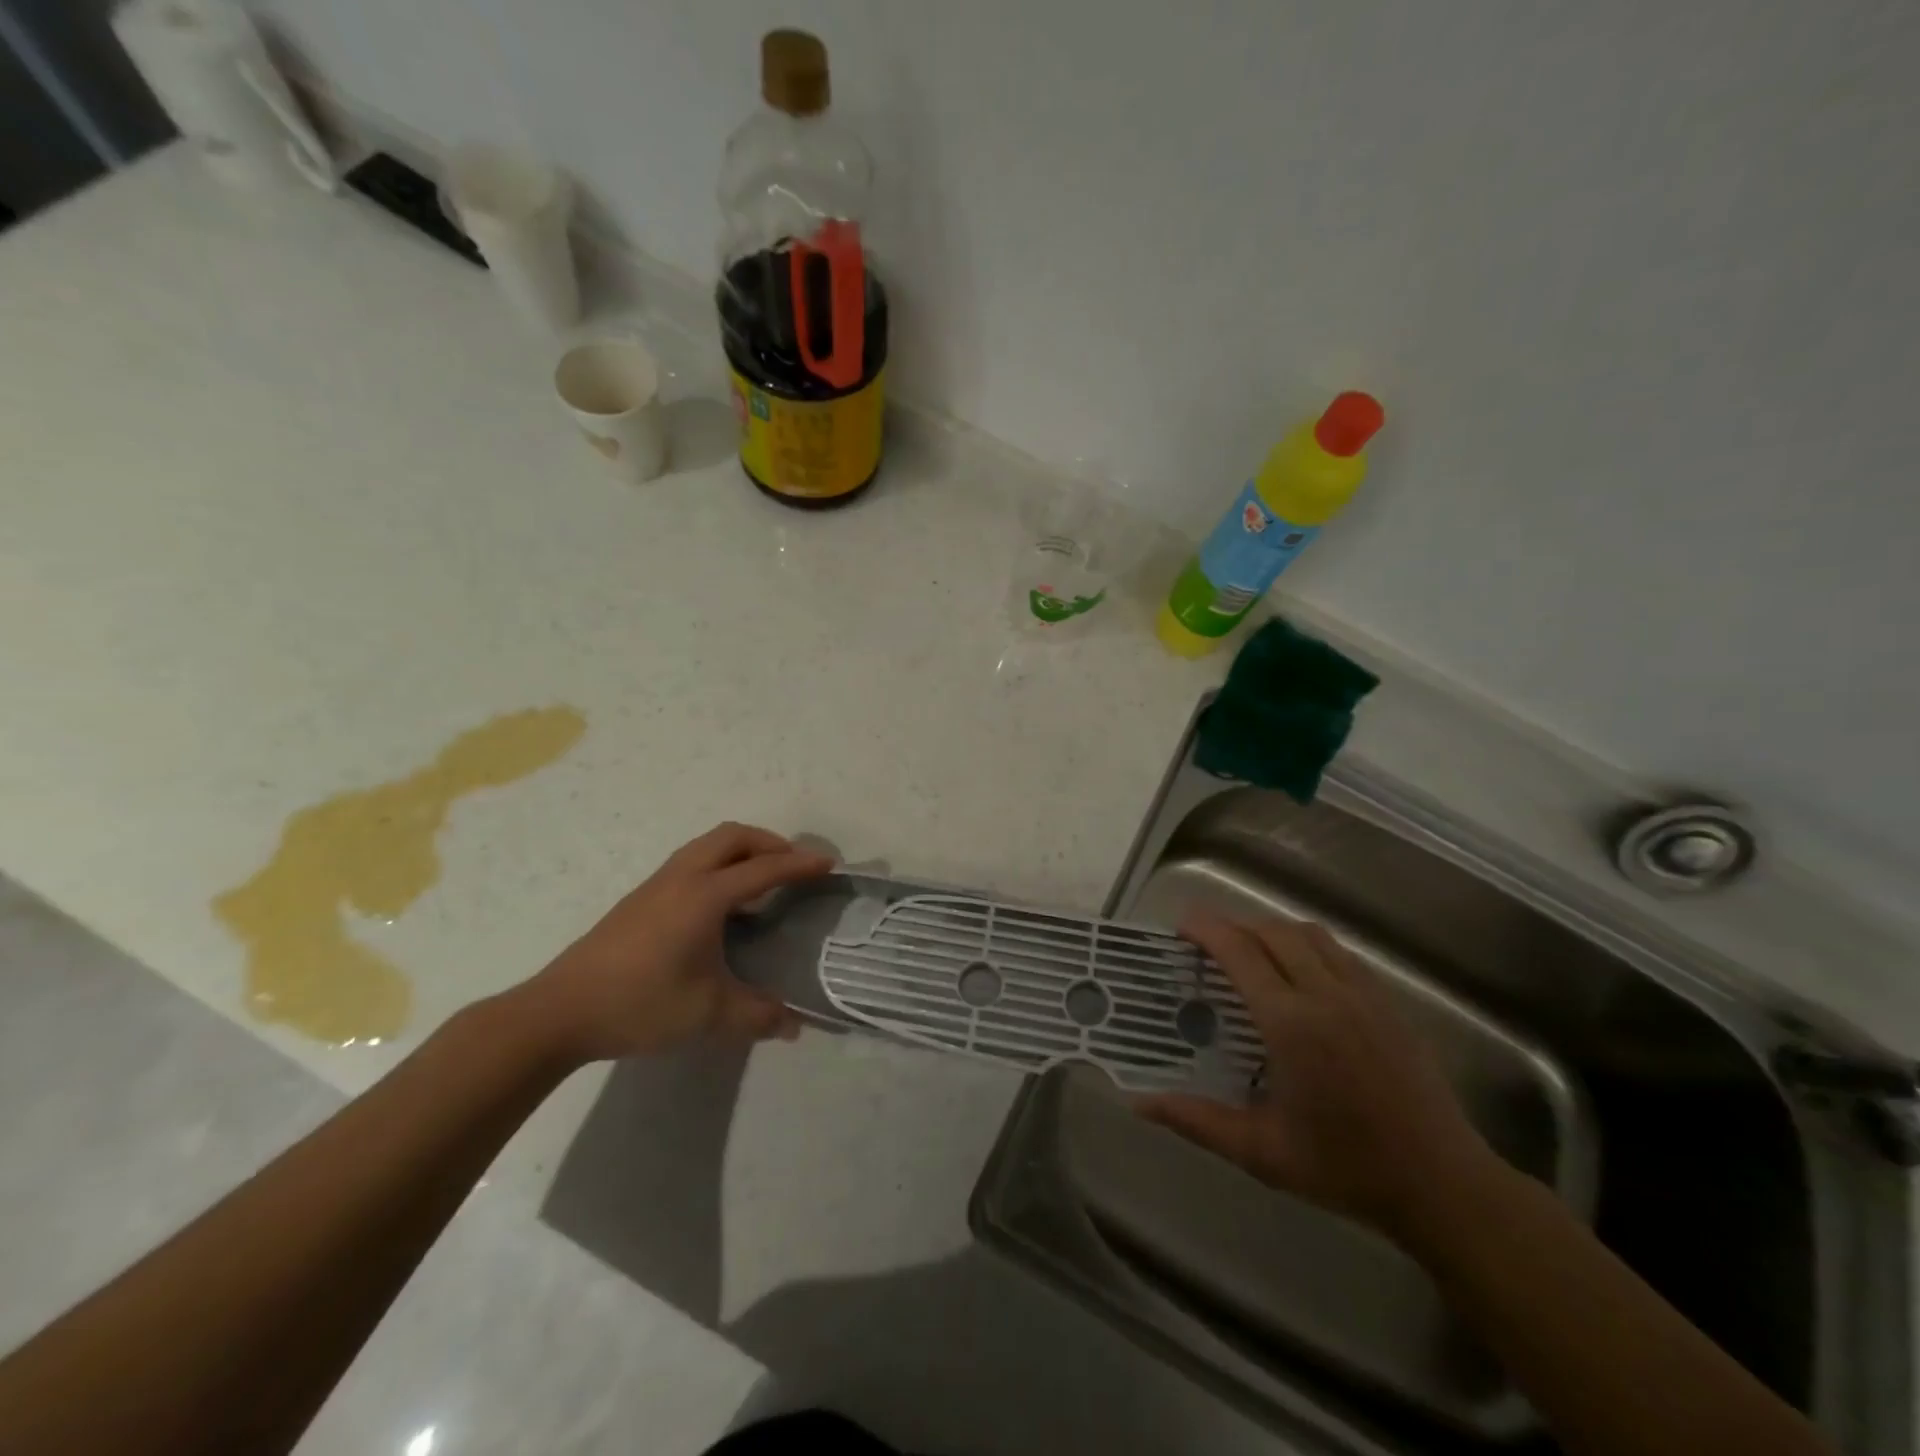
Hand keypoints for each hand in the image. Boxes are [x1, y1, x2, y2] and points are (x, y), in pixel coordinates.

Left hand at [524, 823, 833, 1061]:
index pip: (764, 869)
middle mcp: (682, 878)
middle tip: (794, 865)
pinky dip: (719, 865)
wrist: (560, 1012)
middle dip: (769, 842)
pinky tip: (721, 906)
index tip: (829, 863)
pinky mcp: (639, 899)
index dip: (800, 864)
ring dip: (741, 850)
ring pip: (707, 845)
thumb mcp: (708, 1015)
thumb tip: (796, 1025)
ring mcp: (656, 885)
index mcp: (704, 896)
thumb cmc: (640, 1004)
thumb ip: (758, 1016)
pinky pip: (691, 862)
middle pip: (732, 837)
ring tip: (762, 880)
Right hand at [1136, 913, 1499, 1238]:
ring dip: (1272, 932)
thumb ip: (1198, 1121)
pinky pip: (1341, 954)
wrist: (1443, 1186)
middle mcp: (1328, 995)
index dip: (1207, 930)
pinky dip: (1309, 947)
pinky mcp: (1390, 1005)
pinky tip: (1301, 976)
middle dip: (1235, 927)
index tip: (1182, 927)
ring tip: (1251, 954)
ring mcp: (1365, 995)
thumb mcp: (1262, 1153)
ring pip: (1310, 935)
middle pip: (1273, 932)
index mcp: (1293, 1024)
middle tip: (1209, 945)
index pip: (1241, 952)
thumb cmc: (1346, 1169)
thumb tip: (1140, 1104)